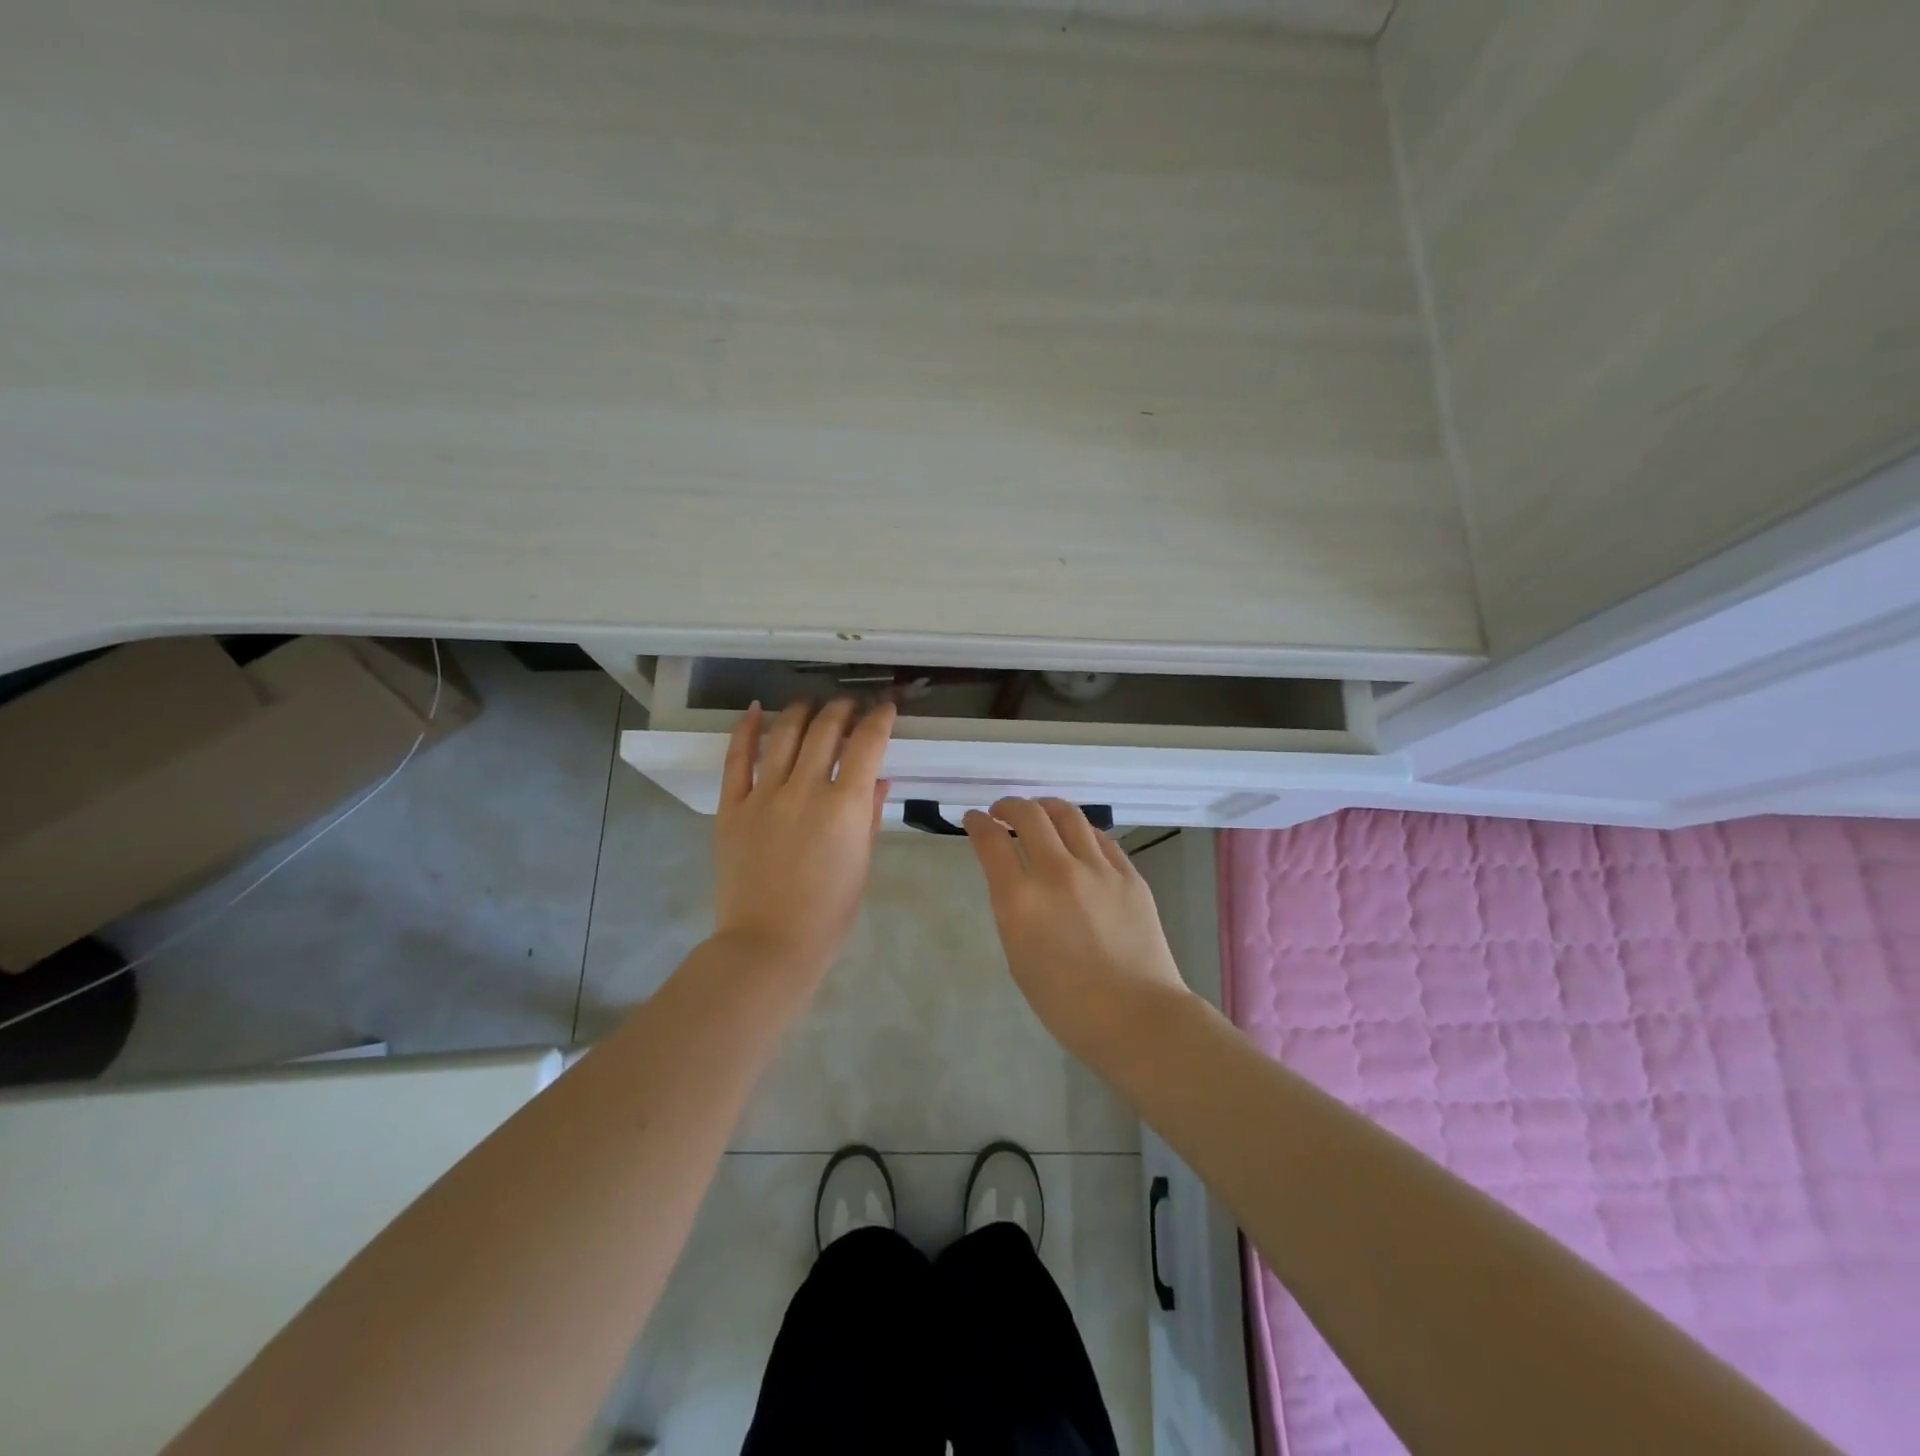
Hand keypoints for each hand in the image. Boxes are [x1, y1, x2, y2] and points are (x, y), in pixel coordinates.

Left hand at [712, 699, 894, 979]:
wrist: (770, 944)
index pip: (867, 744)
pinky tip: (754, 710)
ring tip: (811, 704)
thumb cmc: (829, 912)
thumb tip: (879, 778)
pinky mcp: (732, 807)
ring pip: (784, 734)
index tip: (885, 708)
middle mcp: (804, 790)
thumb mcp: (862, 862)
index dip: (879, 718)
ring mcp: (764, 795)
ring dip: (801, 711)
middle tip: (850, 705)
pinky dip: (745, 730)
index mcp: (844, 806)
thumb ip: (869, 814)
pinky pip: (736, 759)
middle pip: (825, 730)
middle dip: (843, 708)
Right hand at [962, 798, 1192, 1063]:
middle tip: (1002, 812)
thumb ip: (1014, 909)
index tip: (973, 820)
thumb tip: (1017, 879)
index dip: (977, 824)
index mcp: (1020, 899)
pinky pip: (1100, 838)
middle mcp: (1056, 872)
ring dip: (1045, 807)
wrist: (1136, 1017)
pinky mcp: (1129, 874)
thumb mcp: (1018, 955)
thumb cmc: (1065, 1003)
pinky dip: (1080, 831)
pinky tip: (1077, 838)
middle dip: (1008, 806)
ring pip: (1067, 814)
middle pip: (1028, 815)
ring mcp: (1097, 869)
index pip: (990, 841)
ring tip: (1039, 813)